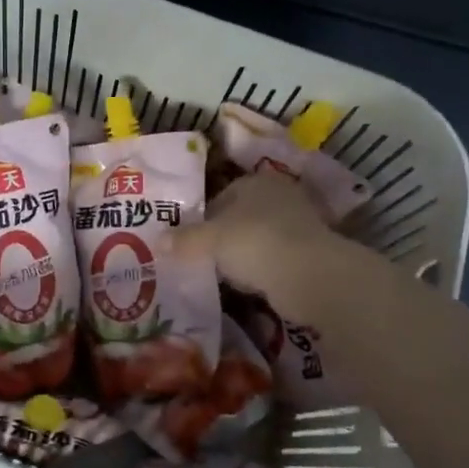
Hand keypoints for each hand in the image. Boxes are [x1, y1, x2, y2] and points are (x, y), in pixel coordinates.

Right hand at [176, 170, 360, 320]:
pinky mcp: (310, 252)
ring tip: (222, 276)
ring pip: (258, 238)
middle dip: (223, 237)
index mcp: (255, 182)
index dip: (202, 219)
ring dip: (243, 255)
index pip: (221, 197)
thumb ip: (184, 240)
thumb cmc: (254, 243)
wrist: (309, 275)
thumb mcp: (210, 240)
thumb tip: (158, 241)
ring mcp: (299, 224)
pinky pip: (274, 259)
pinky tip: (249, 285)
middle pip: (240, 217)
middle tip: (201, 259)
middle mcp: (279, 196)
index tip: (189, 242)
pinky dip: (261, 269)